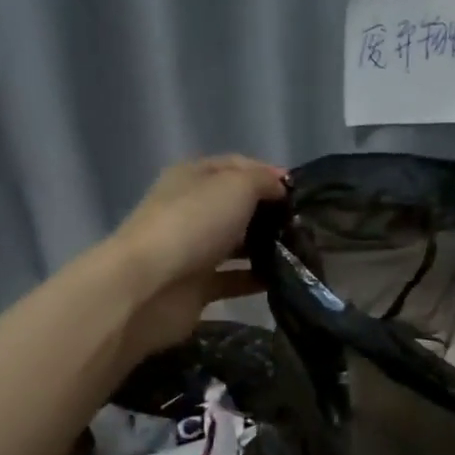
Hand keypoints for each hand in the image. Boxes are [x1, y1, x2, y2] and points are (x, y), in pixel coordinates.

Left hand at [104, 155, 287, 359]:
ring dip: (265, 248)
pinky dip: (256, 280)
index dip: (268, 174)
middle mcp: (191, 211)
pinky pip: (233, 280)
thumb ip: (263, 182)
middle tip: (305, 226)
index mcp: (193, 177)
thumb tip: (280, 188)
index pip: (236, 167)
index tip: (300, 193)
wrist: (148, 287)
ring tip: (301, 254)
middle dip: (270, 214)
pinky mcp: (196, 288)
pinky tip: (284, 281)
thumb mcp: (235, 187)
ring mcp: (192, 251)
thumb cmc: (193, 225)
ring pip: (236, 245)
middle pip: (237, 207)